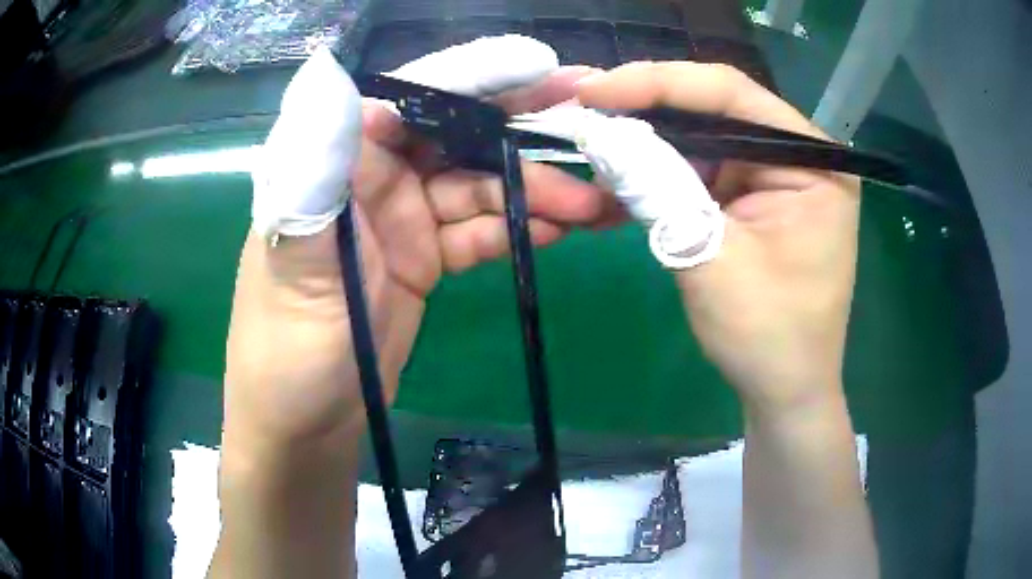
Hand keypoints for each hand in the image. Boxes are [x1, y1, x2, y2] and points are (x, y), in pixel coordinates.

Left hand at [223, 39, 611, 452]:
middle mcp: (371, 174)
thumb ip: (313, 169)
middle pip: (456, 132)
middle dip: (524, 127)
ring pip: (480, 185)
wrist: (306, 423)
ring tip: (596, 201)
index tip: (543, 71)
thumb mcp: (293, 258)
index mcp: (335, 158)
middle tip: (593, 125)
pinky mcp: (425, 257)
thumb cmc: (286, 348)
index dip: (476, 78)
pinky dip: (520, 228)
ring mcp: (402, 216)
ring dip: (537, 190)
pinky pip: (481, 231)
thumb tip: (331, 76)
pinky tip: (561, 229)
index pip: (410, 98)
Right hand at [576, 62, 860, 414]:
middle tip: (582, 109)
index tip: (594, 90)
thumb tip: (599, 136)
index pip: (732, 94)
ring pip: (700, 138)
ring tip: (591, 143)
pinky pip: (699, 170)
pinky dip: (658, 174)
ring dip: (645, 144)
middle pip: (714, 109)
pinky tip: (618, 179)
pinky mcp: (752, 198)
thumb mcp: (713, 259)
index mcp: (813, 161)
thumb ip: (659, 190)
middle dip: (645, 110)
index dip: (657, 82)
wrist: (783, 392)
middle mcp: (797, 156)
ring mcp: (774, 176)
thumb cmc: (768, 337)